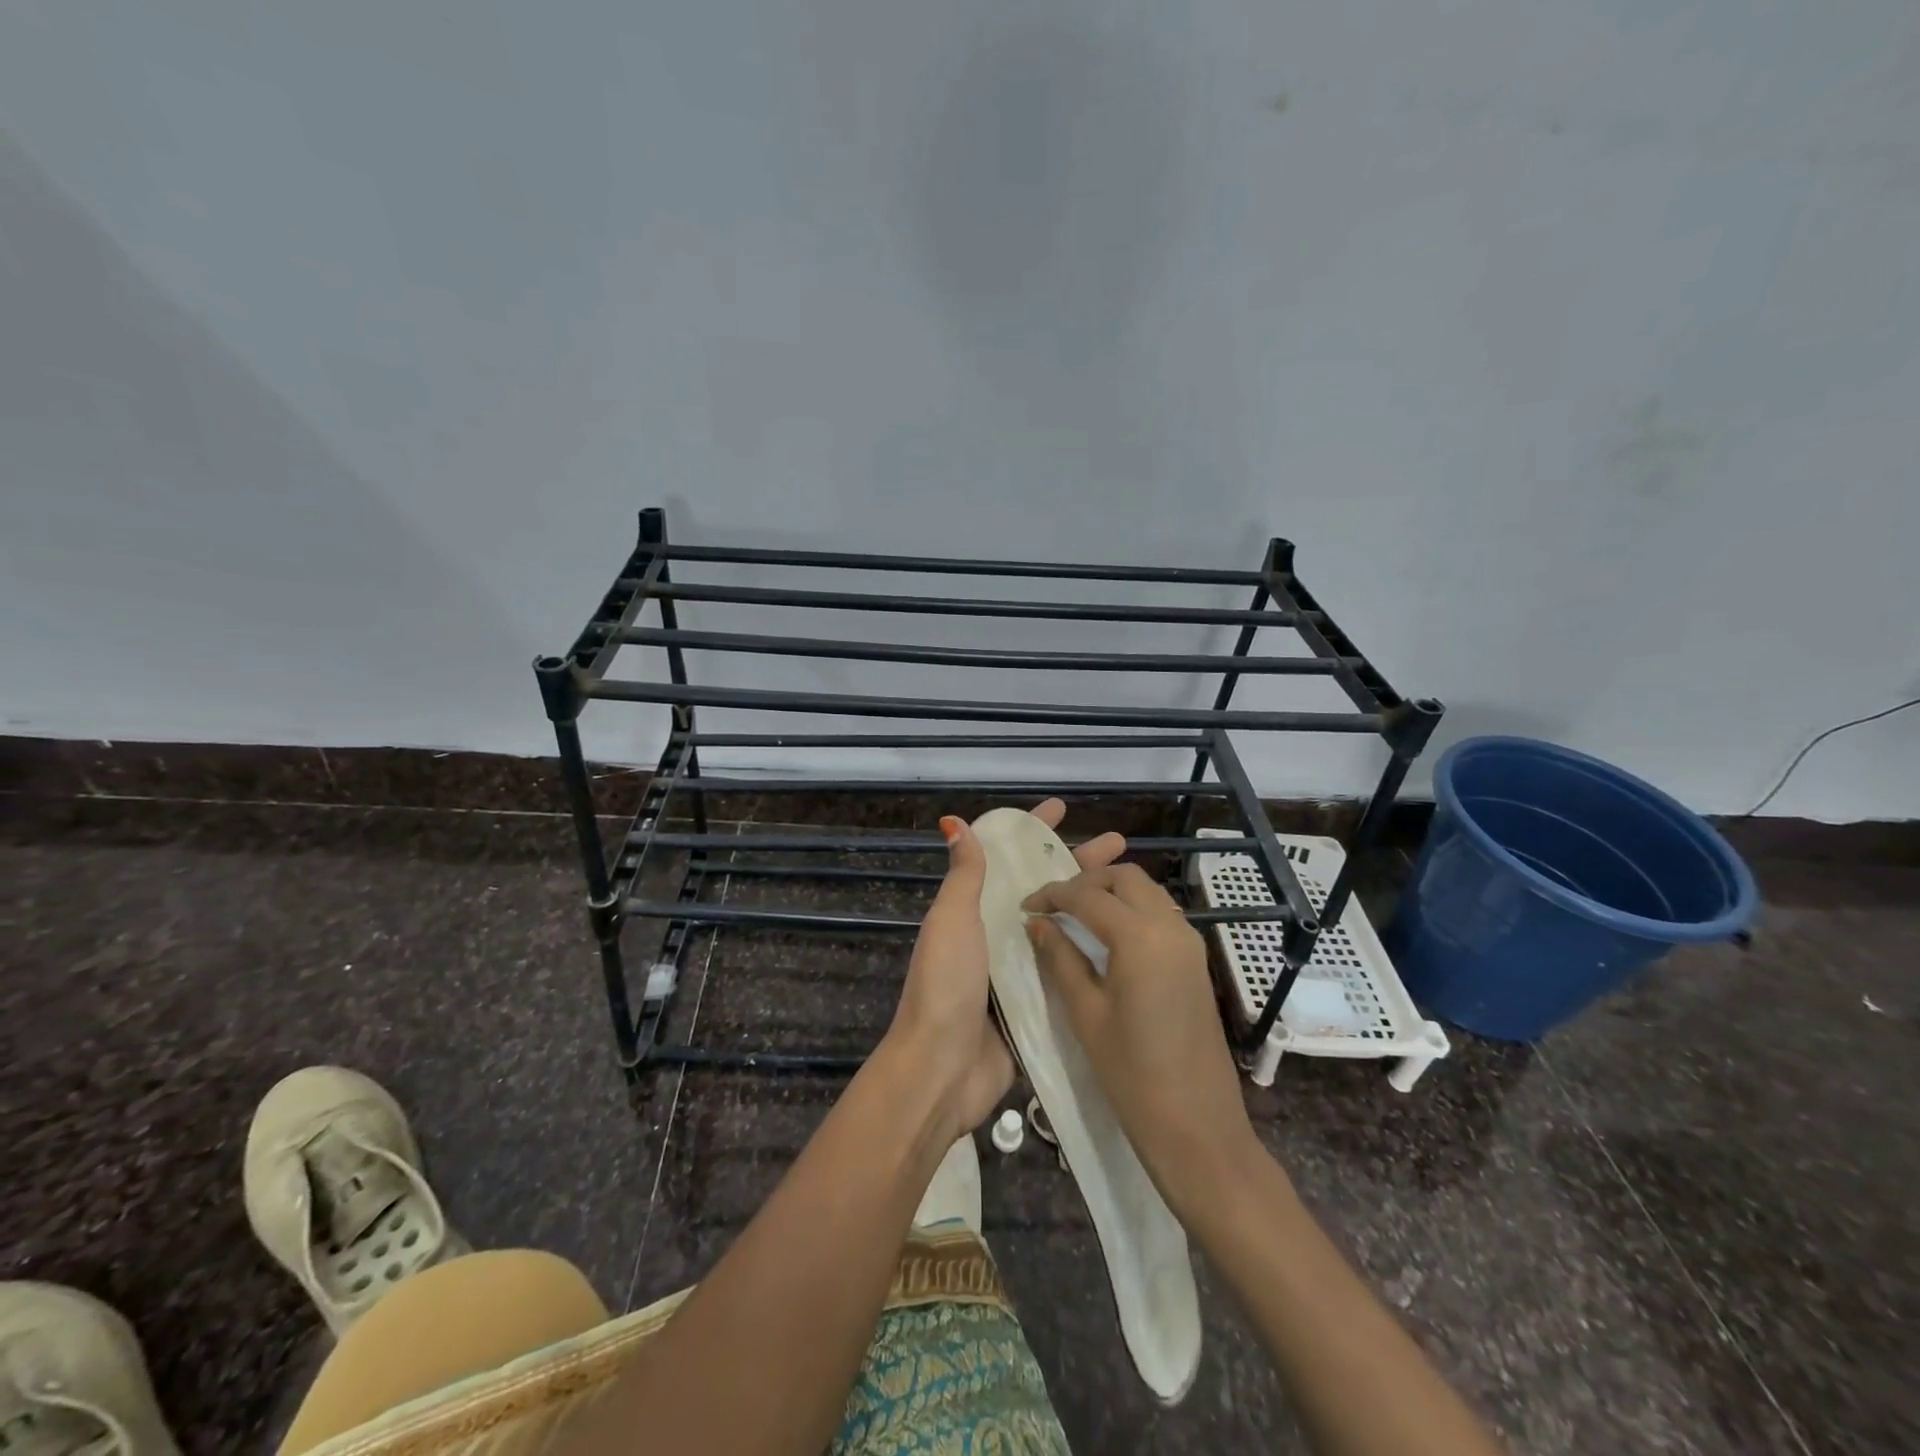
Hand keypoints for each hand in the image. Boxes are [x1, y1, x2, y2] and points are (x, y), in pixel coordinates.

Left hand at [887, 800, 1125, 1140]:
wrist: (943, 1068)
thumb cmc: (946, 983)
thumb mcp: (952, 920)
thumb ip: (964, 875)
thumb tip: (953, 821)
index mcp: (975, 909)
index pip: (1007, 858)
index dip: (1032, 830)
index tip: (1062, 808)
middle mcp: (998, 933)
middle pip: (1044, 887)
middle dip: (1077, 862)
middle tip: (1119, 844)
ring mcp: (1019, 970)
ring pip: (1060, 926)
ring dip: (1090, 905)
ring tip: (1132, 888)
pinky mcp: (1037, 1004)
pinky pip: (1066, 970)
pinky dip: (1089, 953)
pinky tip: (1124, 942)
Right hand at [1022, 863, 1261, 1218]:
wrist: (1198, 1126)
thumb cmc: (1132, 1074)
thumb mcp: (1086, 1013)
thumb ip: (1060, 959)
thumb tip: (1037, 923)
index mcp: (1140, 937)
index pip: (1088, 895)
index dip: (1052, 894)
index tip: (1025, 905)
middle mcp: (1170, 926)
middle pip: (1125, 878)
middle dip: (1087, 881)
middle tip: (1055, 904)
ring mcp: (1189, 942)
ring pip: (1147, 891)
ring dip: (1112, 891)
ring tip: (1077, 914)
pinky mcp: (1196, 960)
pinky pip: (1161, 914)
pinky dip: (1132, 909)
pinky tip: (1108, 935)